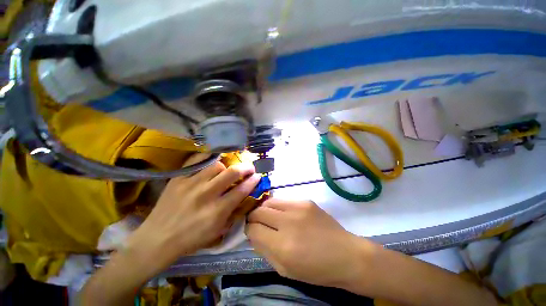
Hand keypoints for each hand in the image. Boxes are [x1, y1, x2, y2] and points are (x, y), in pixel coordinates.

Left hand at [127, 154, 260, 275]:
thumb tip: (245, 195)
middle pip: (232, 172)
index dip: (253, 181)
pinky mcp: (178, 179)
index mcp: (217, 211)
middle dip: (246, 167)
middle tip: (250, 167)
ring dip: (226, 166)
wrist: (157, 239)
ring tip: (226, 170)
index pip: (242, 190)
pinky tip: (212, 159)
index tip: (258, 176)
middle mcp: (206, 194)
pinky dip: (207, 158)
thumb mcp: (217, 231)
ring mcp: (190, 184)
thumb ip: (233, 212)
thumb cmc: (191, 239)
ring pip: (216, 165)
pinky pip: (196, 160)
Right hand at [246, 199, 373, 288]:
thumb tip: (253, 234)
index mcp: (282, 246)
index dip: (249, 230)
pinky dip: (279, 207)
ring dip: (265, 209)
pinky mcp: (306, 201)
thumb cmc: (315, 269)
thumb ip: (265, 250)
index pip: (253, 229)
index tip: (252, 232)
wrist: (345, 254)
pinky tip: (285, 214)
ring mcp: (298, 208)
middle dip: (254, 217)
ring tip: (270, 217)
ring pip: (269, 201)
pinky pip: (284, 200)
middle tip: (258, 223)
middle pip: (258, 211)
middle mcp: (288, 222)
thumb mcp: (285, 270)